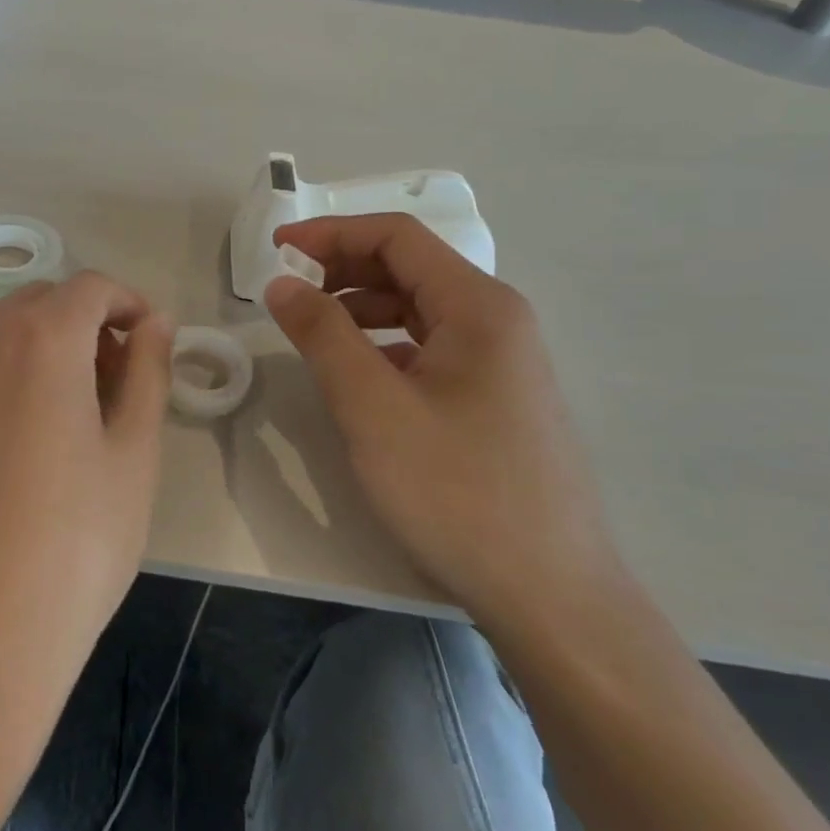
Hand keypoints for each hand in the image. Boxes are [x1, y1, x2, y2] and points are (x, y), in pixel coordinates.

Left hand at [0, 272, 174, 687]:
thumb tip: (155, 322)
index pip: (90, 287)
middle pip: (41, 300)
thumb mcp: (134, 452)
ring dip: (40, 343)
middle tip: (115, 378)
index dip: (127, 302)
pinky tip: (16, 436)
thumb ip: (148, 370)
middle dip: (85, 321)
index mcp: (42, 339)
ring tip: (68, 407)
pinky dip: (0, 372)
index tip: (148, 342)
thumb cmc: (75, 541)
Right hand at [264, 214, 622, 627]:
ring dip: (361, 306)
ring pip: (419, 308)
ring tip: (313, 329)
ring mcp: (502, 362)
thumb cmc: (458, 492)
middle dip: (343, 267)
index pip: (396, 237)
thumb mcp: (373, 408)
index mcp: (478, 306)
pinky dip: (385, 343)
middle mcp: (498, 320)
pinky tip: (359, 374)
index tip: (276, 249)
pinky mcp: (496, 399)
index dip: (331, 233)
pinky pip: (431, 347)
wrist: (553, 597)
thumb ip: (323, 335)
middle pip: (410, 267)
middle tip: (288, 290)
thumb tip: (283, 282)